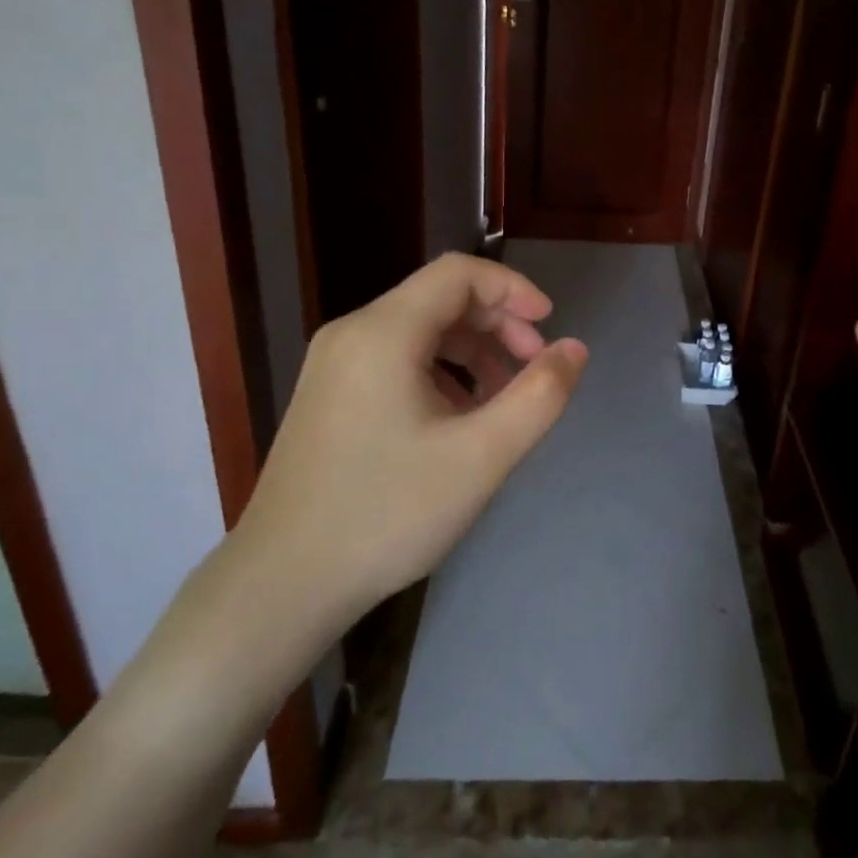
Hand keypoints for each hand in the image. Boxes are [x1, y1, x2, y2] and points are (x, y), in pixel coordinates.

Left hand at [232, 253, 587, 636]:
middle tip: (534, 370)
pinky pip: (395, 360)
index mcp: (383, 333)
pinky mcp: (328, 396)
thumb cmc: (388, 513)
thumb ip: (539, 396)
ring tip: (503, 402)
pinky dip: (439, 373)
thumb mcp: (481, 456)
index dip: (512, 289)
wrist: (283, 584)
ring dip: (471, 352)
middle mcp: (352, 334)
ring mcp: (333, 365)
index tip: (549, 327)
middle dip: (497, 324)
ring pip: (418, 332)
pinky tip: (457, 421)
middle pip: (439, 299)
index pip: (458, 274)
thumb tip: (574, 349)